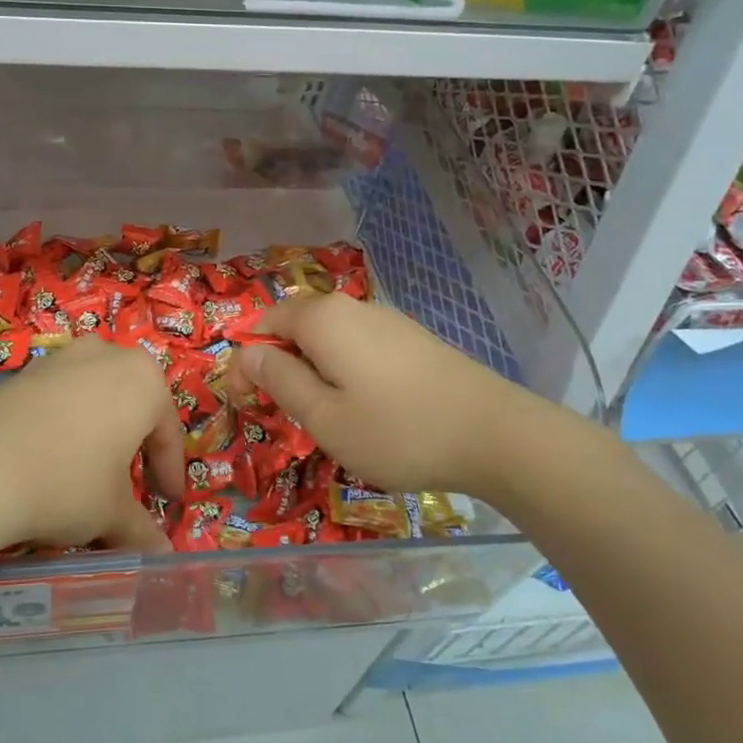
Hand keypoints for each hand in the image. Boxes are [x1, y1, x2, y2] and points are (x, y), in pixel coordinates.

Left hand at [0, 336, 182, 554]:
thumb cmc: (67, 483)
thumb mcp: (112, 513)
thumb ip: (142, 529)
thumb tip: (161, 554)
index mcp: (144, 379)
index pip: (168, 433)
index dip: (169, 473)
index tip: (168, 504)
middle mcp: (107, 355)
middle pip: (133, 406)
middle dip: (135, 445)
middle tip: (132, 485)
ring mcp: (62, 358)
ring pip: (95, 398)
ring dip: (100, 432)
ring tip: (90, 473)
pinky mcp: (24, 371)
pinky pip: (60, 398)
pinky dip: (65, 425)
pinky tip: (50, 459)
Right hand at [231, 295, 521, 496]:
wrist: (496, 435)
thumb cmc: (397, 430)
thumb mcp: (324, 417)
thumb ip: (279, 381)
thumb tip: (246, 354)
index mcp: (323, 319)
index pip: (264, 323)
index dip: (247, 359)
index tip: (246, 402)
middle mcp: (353, 307)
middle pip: (298, 327)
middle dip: (281, 365)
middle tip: (286, 414)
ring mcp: (388, 321)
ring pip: (331, 339)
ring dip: (314, 371)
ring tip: (326, 417)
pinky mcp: (414, 340)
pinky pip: (361, 348)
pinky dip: (346, 372)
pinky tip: (367, 409)